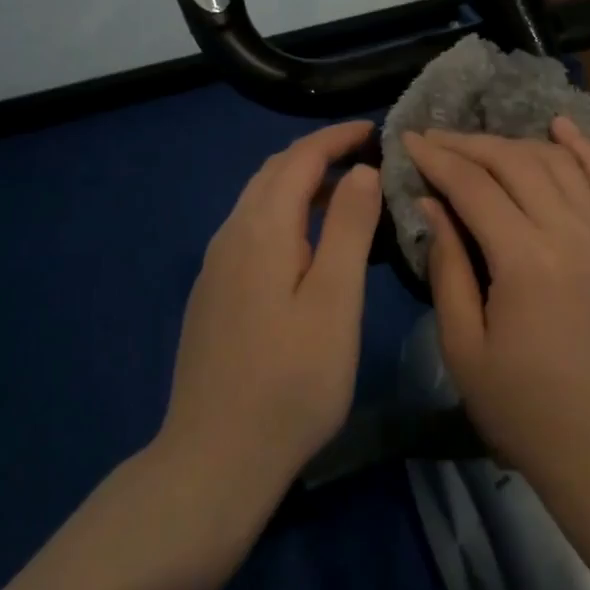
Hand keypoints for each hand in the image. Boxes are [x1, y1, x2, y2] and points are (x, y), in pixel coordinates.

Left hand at [159, 120, 381, 506]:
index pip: (300, 158)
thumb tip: (361, 172)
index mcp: (261, 229)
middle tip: (366, 157)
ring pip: (259, 200)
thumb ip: (348, 228)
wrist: (214, 458)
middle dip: (319, 153)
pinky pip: (251, 228)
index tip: (376, 131)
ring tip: (346, 192)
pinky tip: (308, 242)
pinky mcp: (213, 292)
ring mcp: (216, 265)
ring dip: (301, 182)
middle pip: (274, 171)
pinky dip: (285, 212)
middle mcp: (231, 234)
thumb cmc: (290, 381)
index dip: (337, 138)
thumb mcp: (335, 302)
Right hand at [404, 118, 589, 488]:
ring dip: (512, 143)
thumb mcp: (463, 345)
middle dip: (467, 144)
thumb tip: (431, 204)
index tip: (407, 140)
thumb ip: (447, 265)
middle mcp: (569, 233)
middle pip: (514, 162)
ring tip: (475, 144)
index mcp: (525, 260)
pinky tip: (559, 126)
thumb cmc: (520, 405)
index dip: (437, 159)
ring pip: (555, 162)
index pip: (474, 186)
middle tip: (432, 140)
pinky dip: (582, 148)